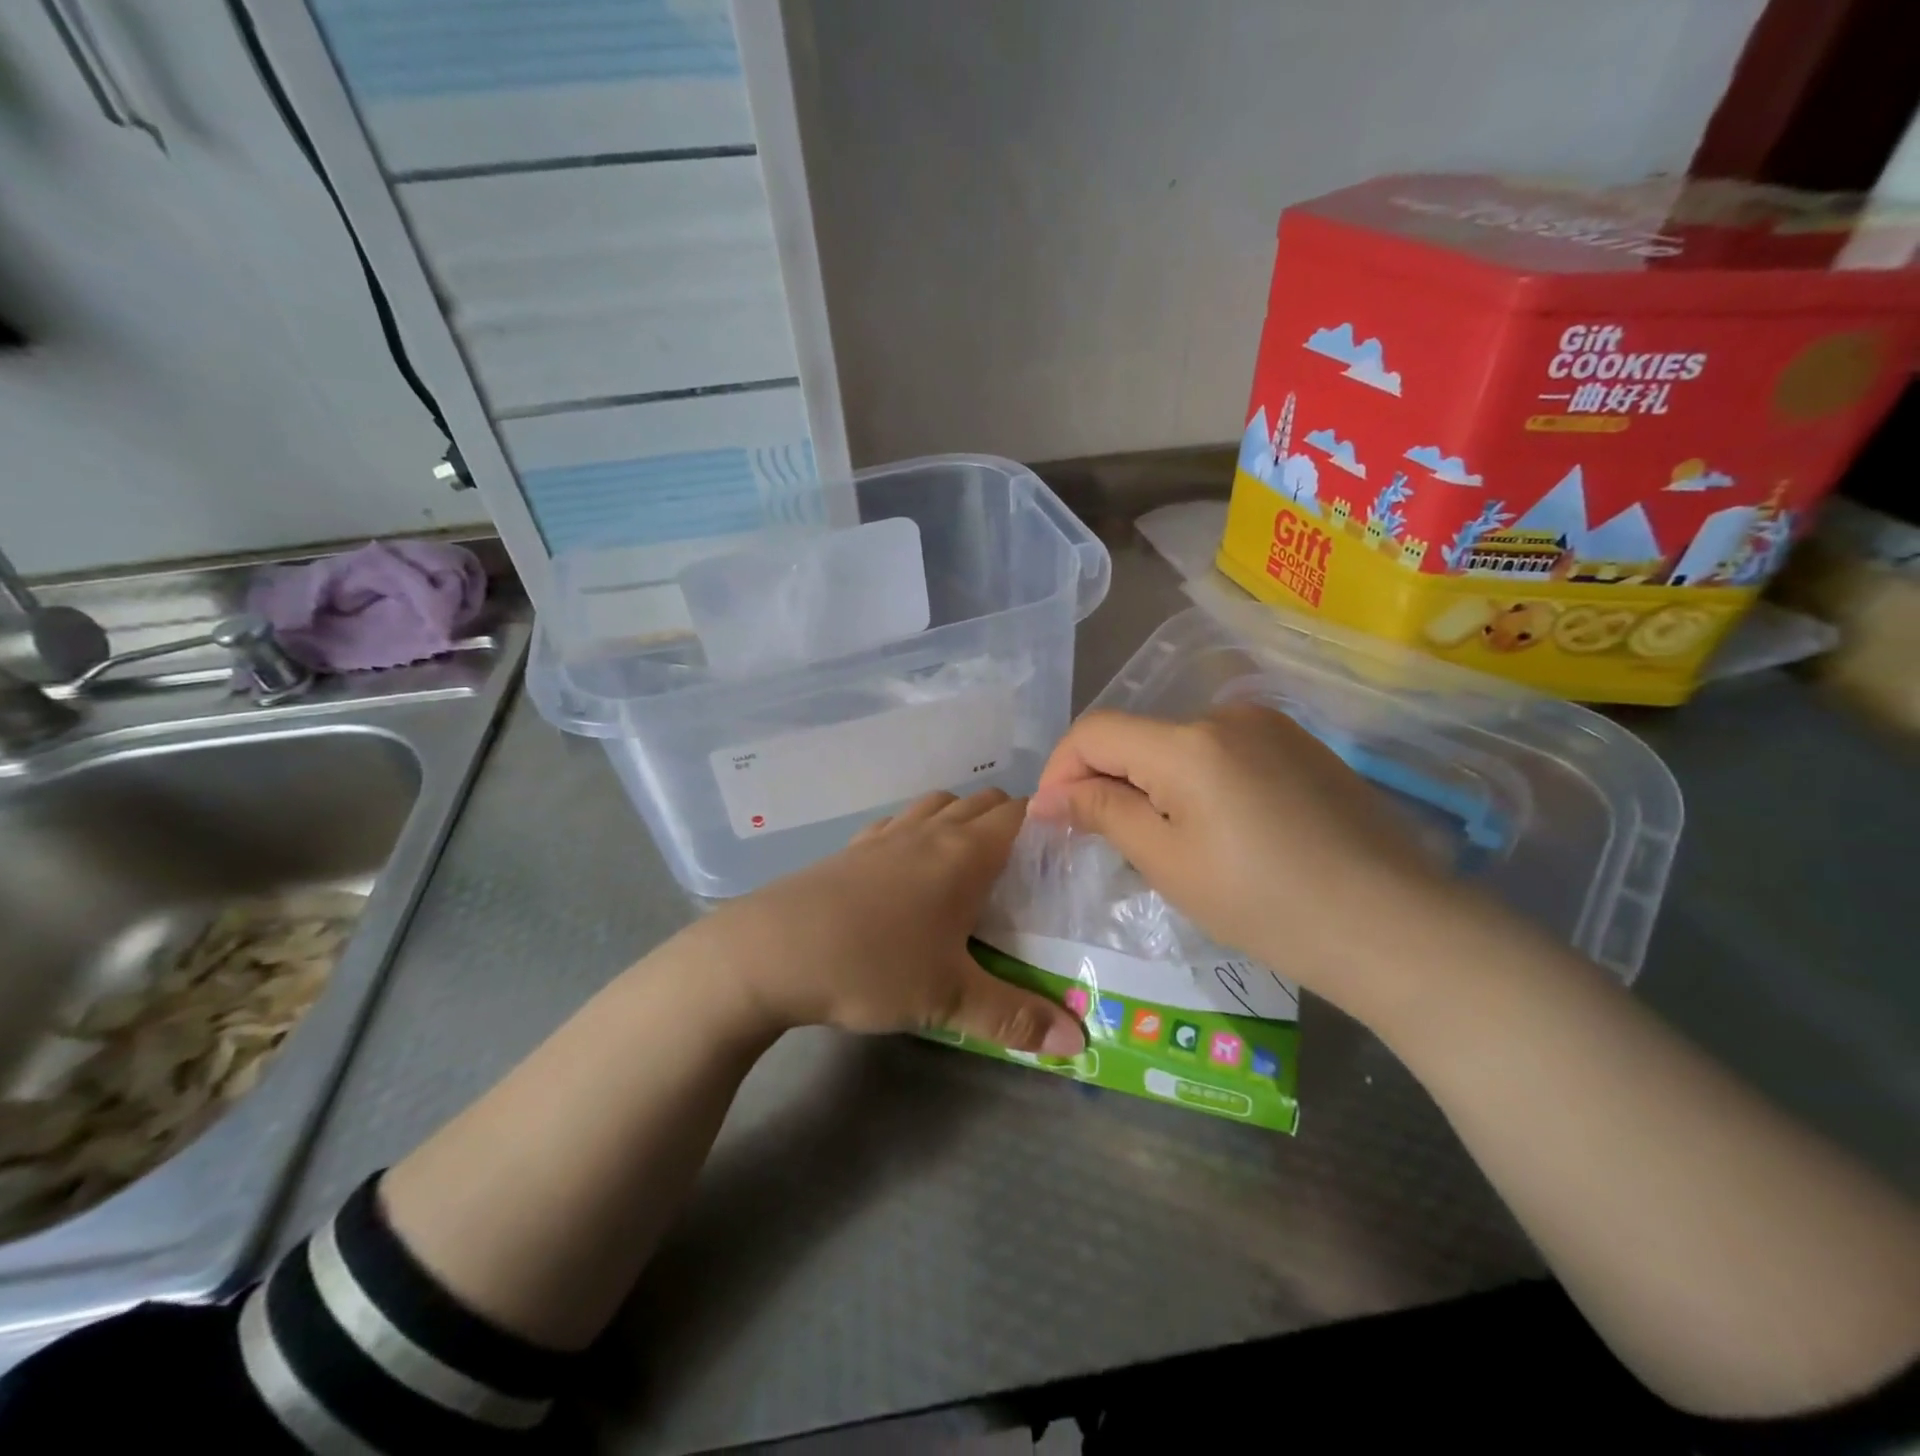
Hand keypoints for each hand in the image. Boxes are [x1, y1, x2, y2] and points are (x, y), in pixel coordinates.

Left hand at [691, 789, 1084, 1054]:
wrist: (770, 952)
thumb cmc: (873, 965)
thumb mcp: (948, 998)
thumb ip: (1015, 1017)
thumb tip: (1078, 1042)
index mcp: (964, 854)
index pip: (1019, 813)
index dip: (1045, 823)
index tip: (1061, 854)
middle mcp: (929, 831)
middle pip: (981, 800)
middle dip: (1008, 821)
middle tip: (1022, 870)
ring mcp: (885, 835)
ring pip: (938, 804)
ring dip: (961, 819)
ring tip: (969, 864)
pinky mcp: (851, 849)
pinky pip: (897, 823)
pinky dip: (917, 831)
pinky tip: (908, 870)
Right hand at [1028, 704, 1468, 1017]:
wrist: (1393, 926)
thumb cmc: (1265, 904)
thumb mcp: (1169, 862)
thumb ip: (1104, 813)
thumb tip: (1050, 796)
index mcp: (1188, 742)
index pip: (1094, 732)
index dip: (1060, 769)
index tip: (1051, 818)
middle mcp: (1226, 714)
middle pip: (1137, 737)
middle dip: (1107, 781)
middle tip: (1105, 842)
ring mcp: (1269, 725)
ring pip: (1179, 746)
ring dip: (1152, 783)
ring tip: (1167, 843)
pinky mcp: (1299, 745)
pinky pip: (1222, 753)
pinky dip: (1196, 782)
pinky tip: (1221, 831)